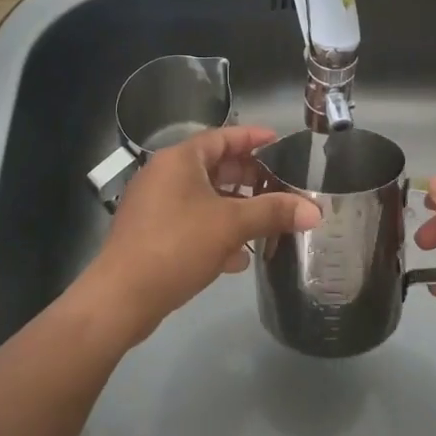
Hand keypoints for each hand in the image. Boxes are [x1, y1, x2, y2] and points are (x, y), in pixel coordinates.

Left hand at [78, 126, 319, 346]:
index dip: (253, 138)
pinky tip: (238, 257)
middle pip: (214, 168)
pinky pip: (191, 223)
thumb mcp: (231, 225)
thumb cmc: (177, 245)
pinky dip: (215, 232)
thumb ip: (273, 213)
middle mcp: (164, 176)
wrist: (120, 298)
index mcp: (180, 160)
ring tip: (266, 222)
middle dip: (248, 178)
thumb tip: (315, 210)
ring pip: (204, 199)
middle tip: (279, 186)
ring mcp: (154, 207)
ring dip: (235, 210)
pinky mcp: (150, 235)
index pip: (222, 137)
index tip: (279, 141)